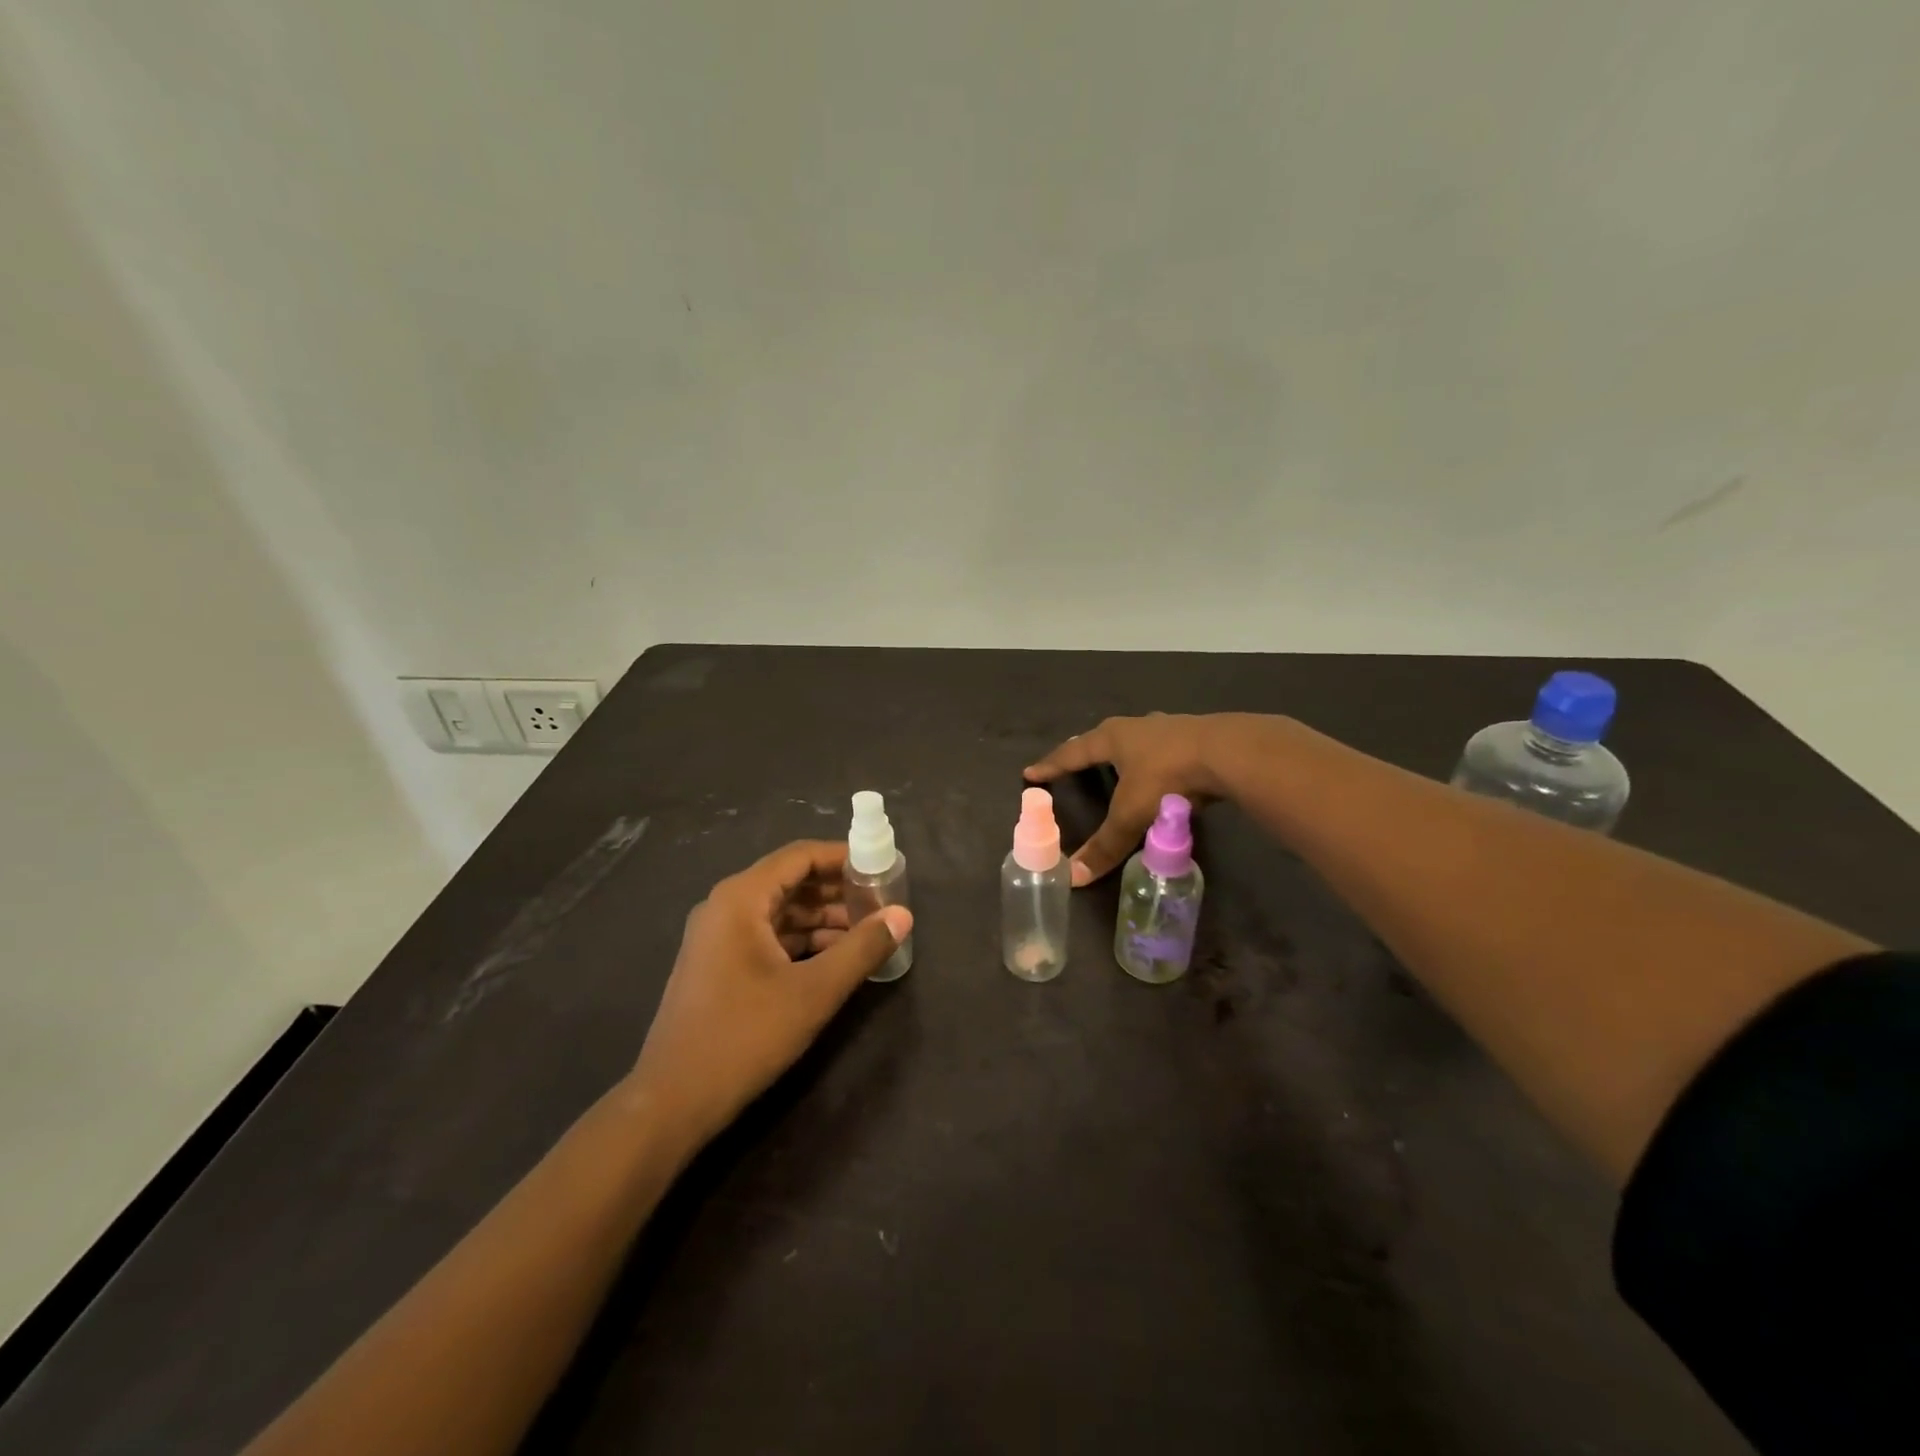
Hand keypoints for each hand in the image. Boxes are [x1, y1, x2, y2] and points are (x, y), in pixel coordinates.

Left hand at [630, 840, 911, 1148]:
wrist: (672, 1101)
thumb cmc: (745, 1036)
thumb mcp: (814, 991)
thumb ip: (862, 948)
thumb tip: (903, 915)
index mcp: (741, 898)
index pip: (800, 856)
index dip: (843, 857)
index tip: (881, 867)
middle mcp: (725, 907)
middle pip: (790, 881)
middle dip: (837, 891)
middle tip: (881, 902)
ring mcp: (718, 937)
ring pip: (781, 912)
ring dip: (823, 918)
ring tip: (867, 932)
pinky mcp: (719, 965)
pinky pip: (768, 937)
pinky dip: (803, 941)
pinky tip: (835, 958)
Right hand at [1024, 713, 1222, 884]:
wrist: (1227, 754)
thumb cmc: (1167, 777)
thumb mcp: (1131, 814)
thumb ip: (1105, 846)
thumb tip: (1073, 877)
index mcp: (1112, 738)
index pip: (1072, 752)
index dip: (1051, 765)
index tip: (1031, 772)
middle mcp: (1136, 727)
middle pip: (1102, 737)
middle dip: (1086, 750)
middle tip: (1074, 759)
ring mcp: (1168, 727)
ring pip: (1136, 738)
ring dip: (1124, 750)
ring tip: (1118, 760)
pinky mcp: (1195, 736)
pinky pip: (1165, 747)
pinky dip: (1156, 757)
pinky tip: (1163, 765)